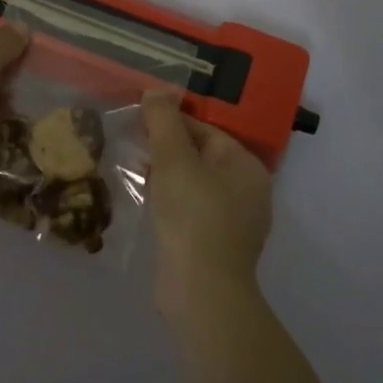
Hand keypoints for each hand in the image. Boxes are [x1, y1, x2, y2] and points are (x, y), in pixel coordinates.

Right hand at [143, 93, 275, 317]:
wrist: (201, 291)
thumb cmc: (192, 215)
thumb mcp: (174, 160)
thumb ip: (164, 121)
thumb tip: (156, 92)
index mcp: (246, 166)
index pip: (206, 130)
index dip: (171, 122)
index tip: (140, 121)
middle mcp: (248, 190)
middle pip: (201, 155)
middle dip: (167, 148)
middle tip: (134, 143)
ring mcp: (234, 221)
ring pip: (195, 183)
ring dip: (166, 174)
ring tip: (135, 168)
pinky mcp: (216, 244)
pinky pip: (192, 208)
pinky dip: (171, 199)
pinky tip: (148, 199)